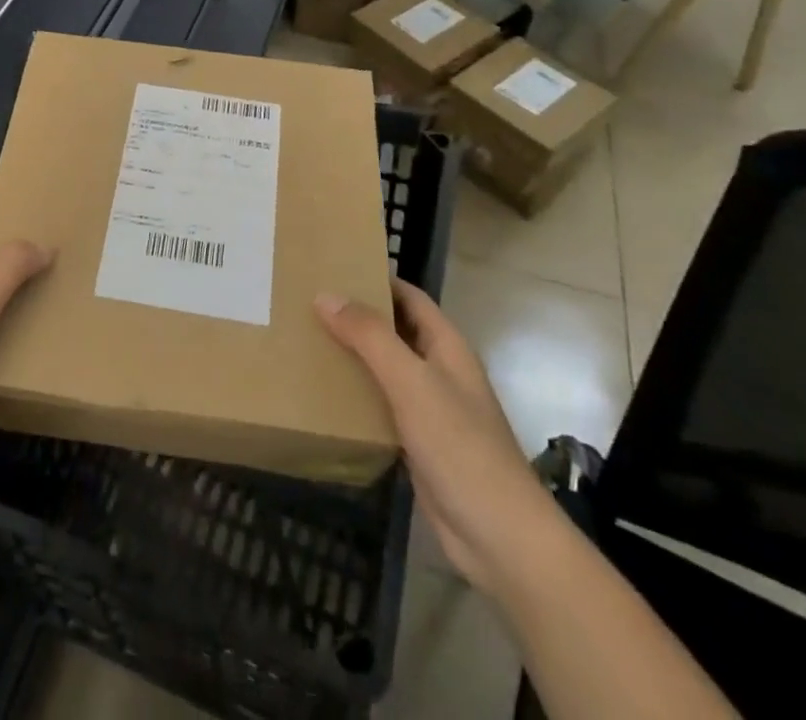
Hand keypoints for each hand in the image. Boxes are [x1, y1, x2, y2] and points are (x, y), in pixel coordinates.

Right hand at [315, 280, 550, 591]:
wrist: (500, 538)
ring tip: (305, 340)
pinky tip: (324, 394)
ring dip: (353, 355)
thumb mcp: (411, 382)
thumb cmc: (460, 447)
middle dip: (356, 316)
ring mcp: (430, 409)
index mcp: (446, 346)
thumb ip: (370, 336)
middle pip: (394, 330)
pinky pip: (381, 406)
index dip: (375, 278)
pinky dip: (356, 395)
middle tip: (306, 302)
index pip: (408, 296)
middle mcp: (439, 370)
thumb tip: (325, 295)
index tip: (331, 266)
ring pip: (385, 369)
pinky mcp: (418, 444)